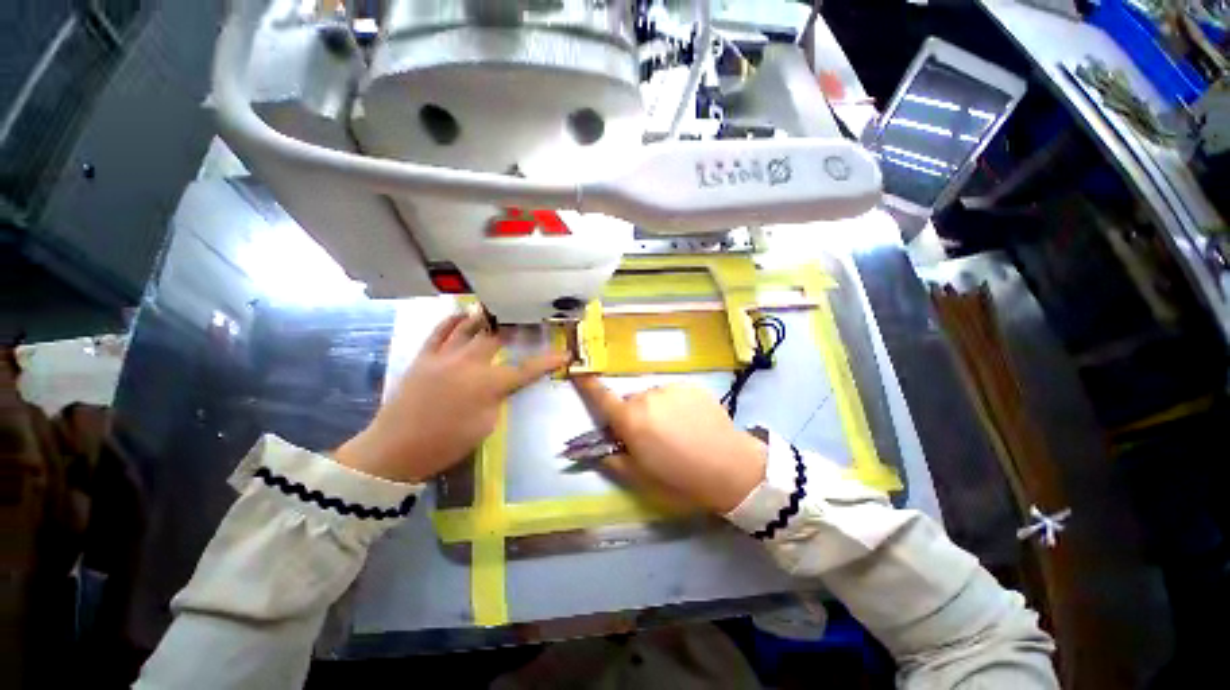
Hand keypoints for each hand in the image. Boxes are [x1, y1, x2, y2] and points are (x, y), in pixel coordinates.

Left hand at [336, 312, 567, 482]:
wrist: (395, 450)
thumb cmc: (447, 444)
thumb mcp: (486, 425)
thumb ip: (498, 397)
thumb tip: (503, 382)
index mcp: (488, 385)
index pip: (526, 369)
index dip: (548, 362)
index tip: (564, 354)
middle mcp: (469, 363)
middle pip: (497, 337)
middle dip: (516, 325)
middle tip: (527, 316)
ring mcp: (444, 357)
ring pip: (468, 327)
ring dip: (485, 315)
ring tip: (497, 306)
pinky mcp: (424, 357)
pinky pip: (439, 332)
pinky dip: (452, 320)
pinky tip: (461, 314)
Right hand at [572, 378, 766, 512]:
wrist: (731, 468)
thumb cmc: (681, 479)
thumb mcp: (641, 478)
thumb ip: (613, 460)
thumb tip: (597, 450)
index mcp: (630, 419)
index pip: (601, 397)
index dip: (587, 385)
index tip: (578, 372)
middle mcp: (647, 396)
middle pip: (630, 401)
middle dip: (633, 415)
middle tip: (650, 438)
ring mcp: (670, 388)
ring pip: (652, 396)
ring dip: (655, 409)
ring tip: (676, 431)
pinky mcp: (691, 386)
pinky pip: (672, 393)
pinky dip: (674, 405)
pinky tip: (691, 422)